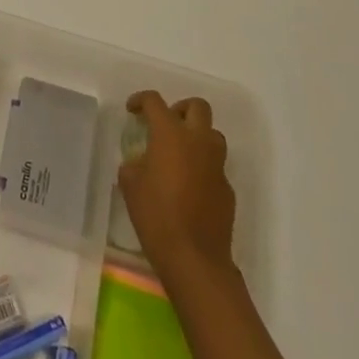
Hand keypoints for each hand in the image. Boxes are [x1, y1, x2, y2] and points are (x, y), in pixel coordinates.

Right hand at [118, 91, 236, 284]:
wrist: (194, 258)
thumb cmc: (156, 215)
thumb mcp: (130, 184)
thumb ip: (135, 163)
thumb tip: (142, 162)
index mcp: (170, 134)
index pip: (155, 101)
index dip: (141, 100)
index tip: (132, 110)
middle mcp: (198, 142)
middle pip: (197, 107)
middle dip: (179, 109)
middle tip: (165, 124)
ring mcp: (217, 165)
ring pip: (213, 134)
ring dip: (197, 135)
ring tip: (179, 153)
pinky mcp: (227, 188)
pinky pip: (216, 165)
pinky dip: (203, 166)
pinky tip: (189, 187)